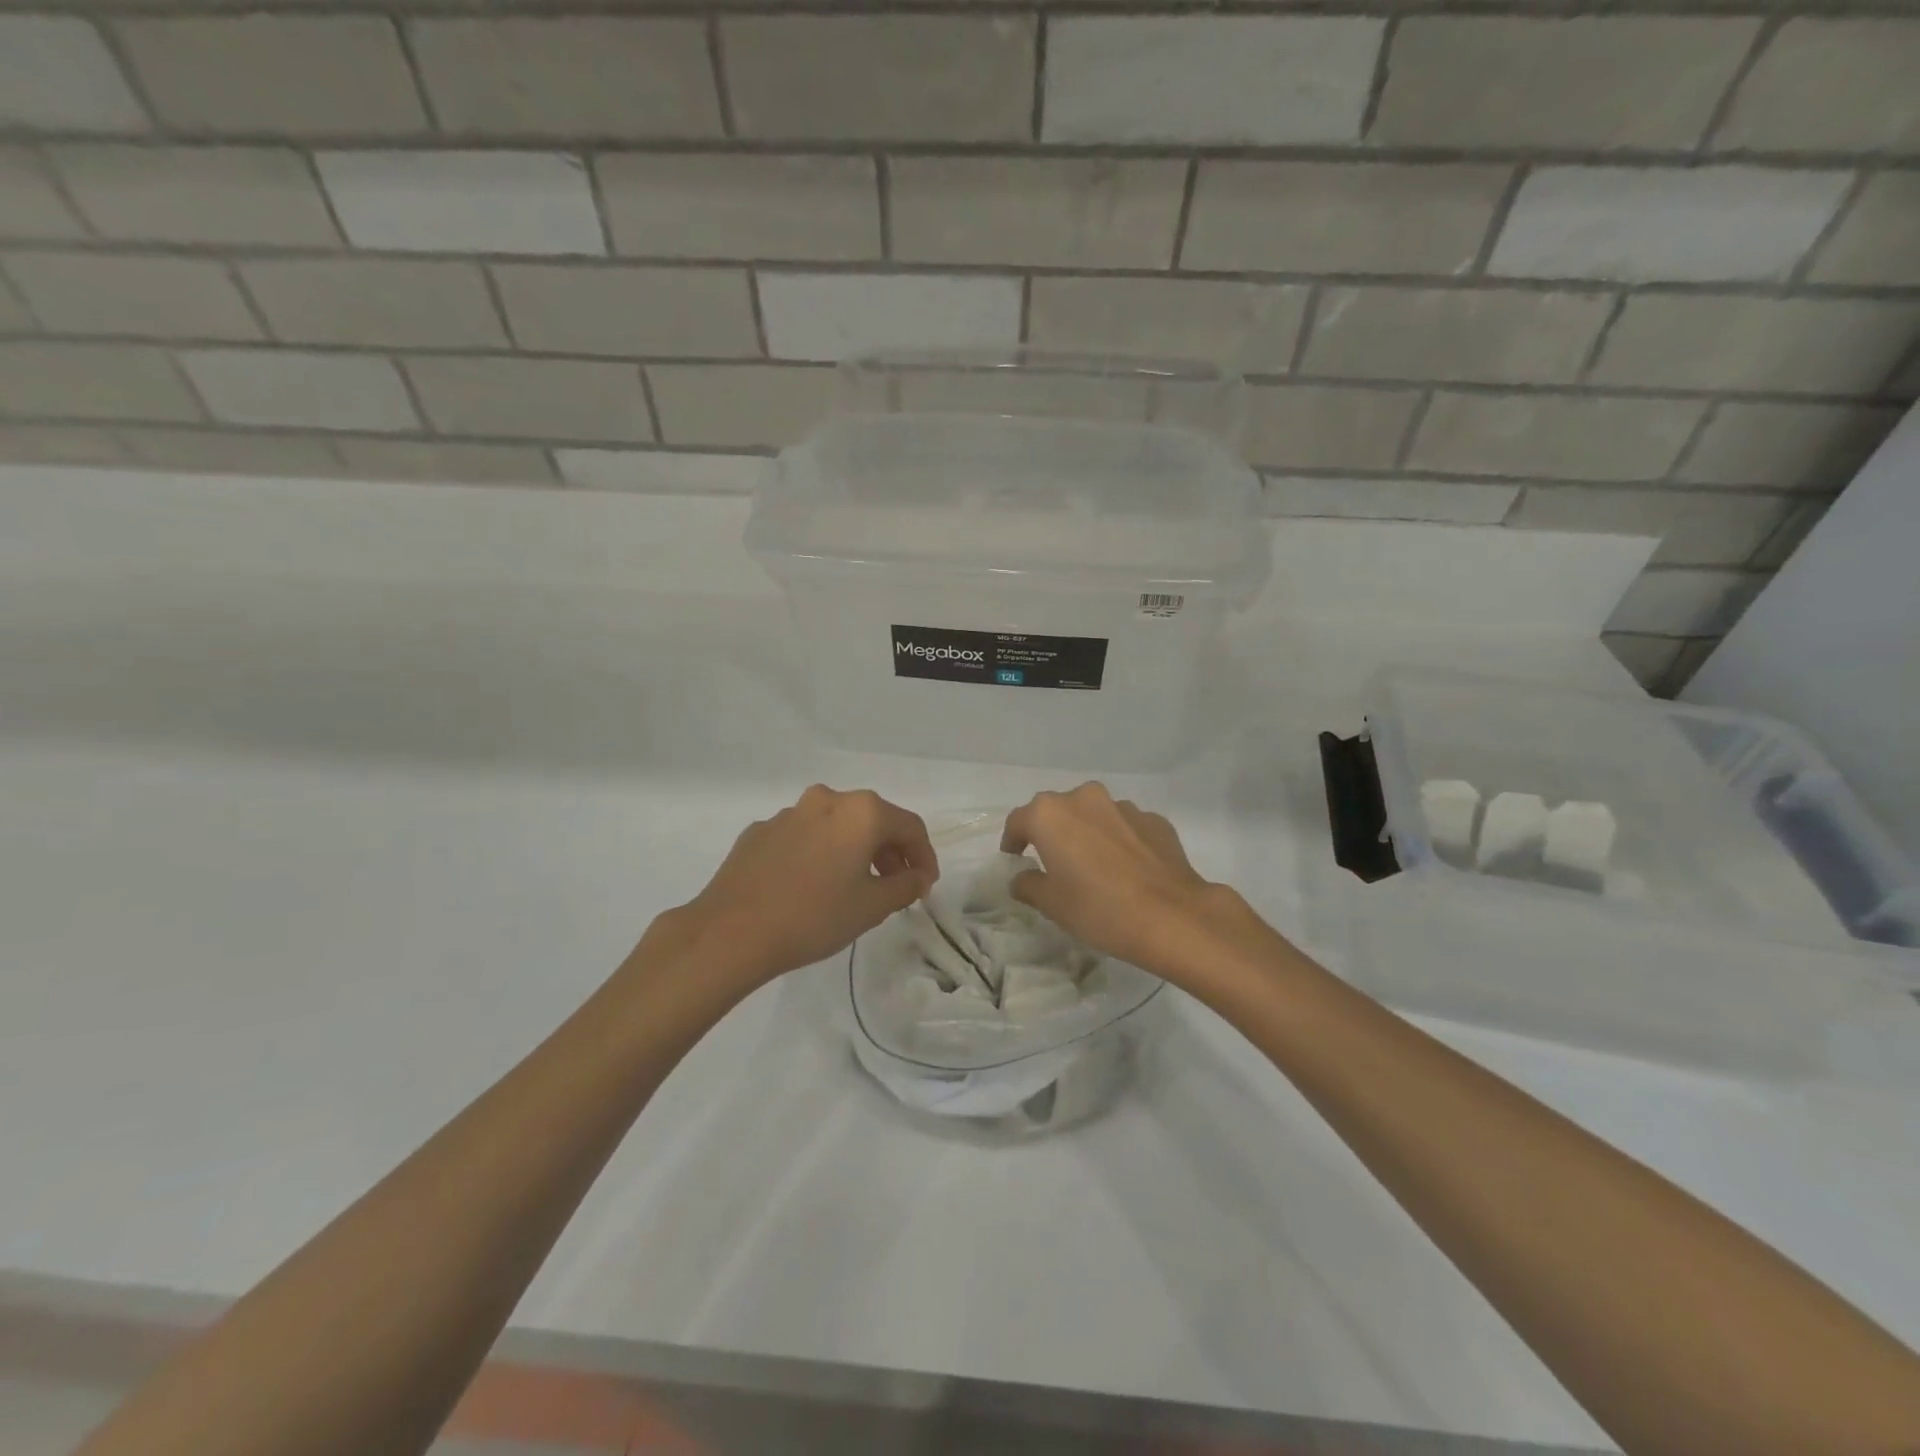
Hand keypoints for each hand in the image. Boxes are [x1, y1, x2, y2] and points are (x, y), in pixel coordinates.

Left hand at [657, 786, 938, 989]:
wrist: (731, 932)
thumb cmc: (814, 916)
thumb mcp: (871, 907)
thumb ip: (905, 886)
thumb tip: (917, 877)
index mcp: (861, 811)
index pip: (910, 826)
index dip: (925, 856)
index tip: (925, 886)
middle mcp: (827, 800)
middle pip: (872, 820)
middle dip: (890, 852)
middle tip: (895, 887)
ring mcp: (789, 813)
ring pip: (836, 826)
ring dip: (853, 850)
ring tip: (853, 887)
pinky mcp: (760, 831)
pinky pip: (804, 836)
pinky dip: (819, 853)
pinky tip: (811, 886)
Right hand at [1001, 783, 1264, 981]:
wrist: (1172, 916)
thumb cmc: (1098, 908)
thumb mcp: (1052, 904)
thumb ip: (1029, 885)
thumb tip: (1022, 878)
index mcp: (1050, 814)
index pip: (1018, 821)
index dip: (1013, 840)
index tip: (1015, 857)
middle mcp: (1084, 799)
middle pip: (1058, 811)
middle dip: (1052, 832)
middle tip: (1054, 862)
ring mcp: (1123, 807)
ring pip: (1095, 815)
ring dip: (1088, 833)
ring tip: (1095, 866)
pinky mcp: (1155, 821)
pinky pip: (1126, 827)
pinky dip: (1120, 841)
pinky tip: (1127, 869)